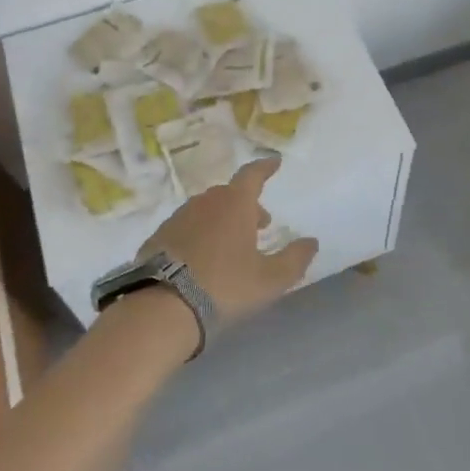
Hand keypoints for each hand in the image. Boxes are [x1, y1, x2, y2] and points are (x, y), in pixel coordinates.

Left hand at [137, 156, 318, 324]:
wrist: (163, 308)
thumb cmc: (224, 286)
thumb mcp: (270, 280)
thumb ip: (295, 259)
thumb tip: (311, 242)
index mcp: (235, 204)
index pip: (253, 174)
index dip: (266, 167)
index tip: (275, 162)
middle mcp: (205, 202)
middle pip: (230, 194)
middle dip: (247, 205)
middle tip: (259, 225)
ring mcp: (178, 218)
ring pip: (206, 210)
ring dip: (222, 220)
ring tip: (230, 245)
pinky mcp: (158, 237)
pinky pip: (186, 228)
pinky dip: (198, 235)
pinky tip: (201, 260)